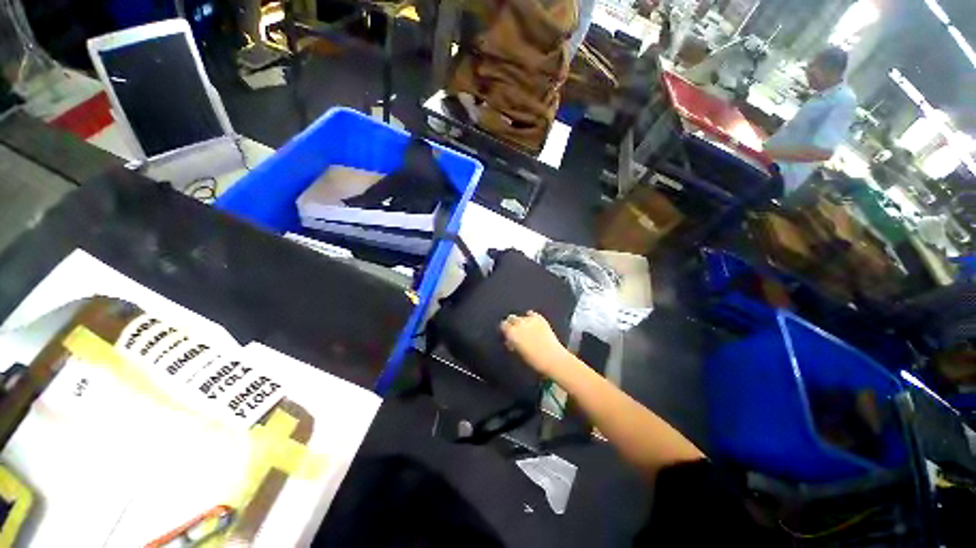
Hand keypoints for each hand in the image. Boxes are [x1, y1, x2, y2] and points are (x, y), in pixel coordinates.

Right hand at [500, 311, 568, 375]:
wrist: (552, 358)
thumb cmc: (532, 361)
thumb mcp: (517, 353)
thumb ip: (511, 344)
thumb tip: (509, 340)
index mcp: (511, 333)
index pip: (503, 325)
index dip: (504, 330)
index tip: (506, 334)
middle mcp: (519, 323)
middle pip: (511, 318)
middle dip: (511, 323)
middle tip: (515, 331)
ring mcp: (530, 319)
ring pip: (521, 316)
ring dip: (521, 321)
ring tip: (525, 328)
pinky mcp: (540, 318)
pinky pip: (532, 314)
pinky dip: (530, 317)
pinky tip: (532, 323)